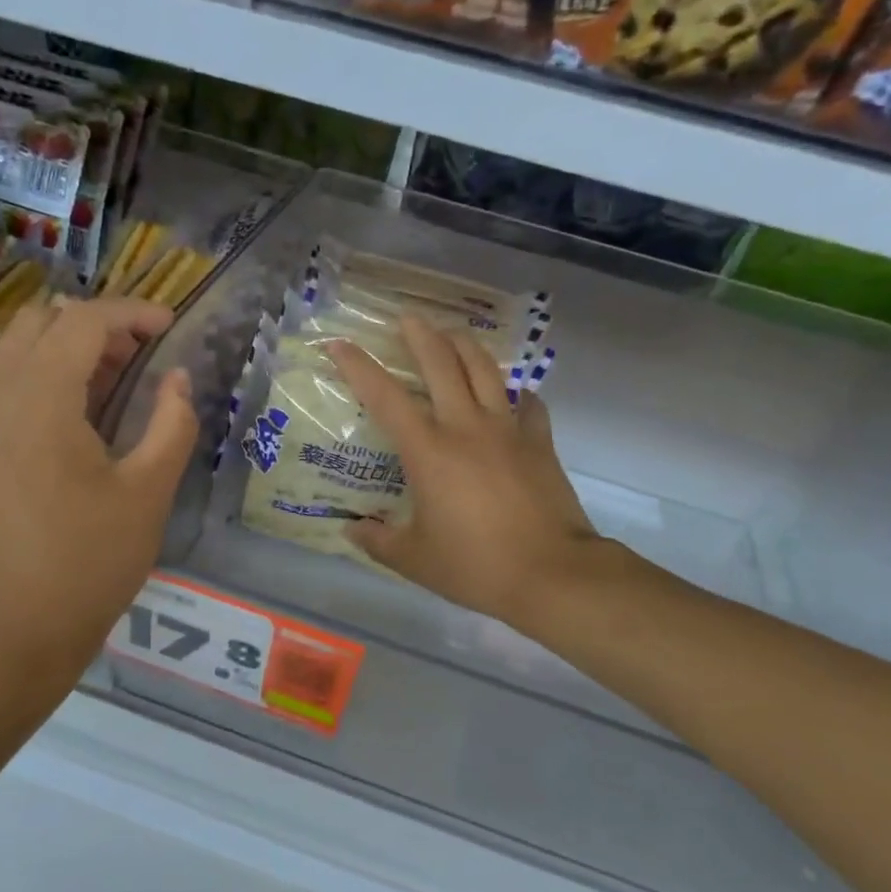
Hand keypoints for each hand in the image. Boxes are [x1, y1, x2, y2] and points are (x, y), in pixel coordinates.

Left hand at [0, 297, 196, 704]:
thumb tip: (177, 378)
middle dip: (92, 328)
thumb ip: (172, 422)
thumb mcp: (150, 493)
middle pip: (38, 325)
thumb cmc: (92, 564)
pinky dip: (27, 389)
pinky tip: (54, 435)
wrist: (12, 636)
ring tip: (100, 395)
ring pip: (8, 357)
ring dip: (58, 357)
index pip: (84, 321)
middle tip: (134, 362)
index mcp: (40, 402)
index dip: (132, 314)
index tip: (167, 328)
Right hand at [327, 317, 603, 627]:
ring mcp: (508, 430)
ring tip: (453, 335)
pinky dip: (514, 392)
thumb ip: (378, 540)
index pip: (385, 397)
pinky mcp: (540, 442)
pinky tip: (510, 394)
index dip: (358, 366)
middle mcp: (467, 427)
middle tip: (407, 318)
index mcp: (429, 451)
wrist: (552, 573)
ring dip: (465, 346)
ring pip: (486, 370)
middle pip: (442, 363)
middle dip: (420, 334)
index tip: (339, 344)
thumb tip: (351, 529)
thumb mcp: (414, 560)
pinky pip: (527, 403)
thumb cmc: (475, 566)